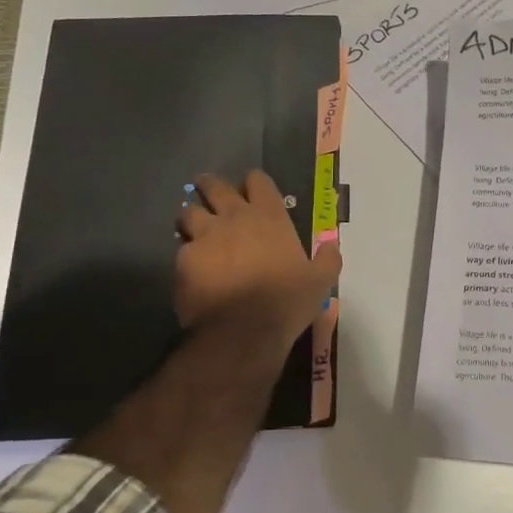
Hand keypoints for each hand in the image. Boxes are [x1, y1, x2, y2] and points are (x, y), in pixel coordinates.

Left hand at [174, 170, 339, 344]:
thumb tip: (331, 246)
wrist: (243, 331)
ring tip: (193, 228)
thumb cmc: (286, 301)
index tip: (251, 190)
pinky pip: (181, 249)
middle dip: (210, 186)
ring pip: (188, 212)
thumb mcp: (320, 281)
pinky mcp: (184, 260)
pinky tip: (191, 268)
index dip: (253, 182)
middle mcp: (235, 218)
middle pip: (215, 186)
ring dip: (191, 217)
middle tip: (209, 192)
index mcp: (270, 217)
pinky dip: (185, 254)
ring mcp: (205, 236)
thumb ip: (327, 260)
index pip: (258, 181)